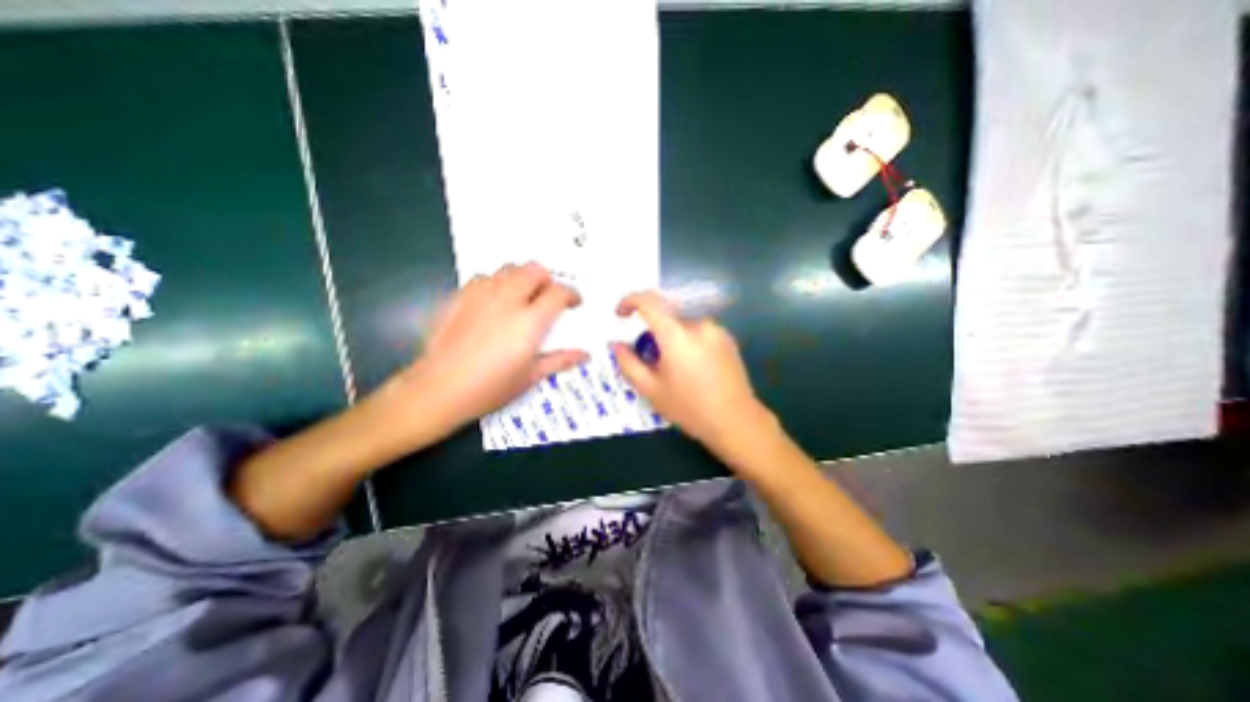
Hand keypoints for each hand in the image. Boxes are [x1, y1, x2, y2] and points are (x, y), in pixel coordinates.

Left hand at [397, 262, 590, 433]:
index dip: (571, 294)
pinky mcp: (460, 297)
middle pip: (534, 270)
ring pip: (509, 268)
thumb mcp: (530, 377)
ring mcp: (481, 296)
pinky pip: (483, 277)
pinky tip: (494, 300)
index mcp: (529, 322)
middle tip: (548, 296)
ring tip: (523, 295)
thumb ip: (559, 360)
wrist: (438, 390)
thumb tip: (584, 355)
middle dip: (548, 279)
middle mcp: (508, 301)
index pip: (558, 293)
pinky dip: (496, 282)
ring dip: (522, 277)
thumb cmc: (489, 388)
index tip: (574, 302)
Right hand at [614, 290, 776, 465]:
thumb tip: (615, 344)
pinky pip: (700, 332)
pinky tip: (695, 370)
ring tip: (677, 371)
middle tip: (653, 362)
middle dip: (654, 334)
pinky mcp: (728, 338)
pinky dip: (689, 343)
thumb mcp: (651, 390)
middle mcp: (698, 324)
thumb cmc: (689, 408)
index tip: (621, 314)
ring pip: (683, 326)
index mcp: (677, 334)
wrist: (736, 421)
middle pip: (667, 318)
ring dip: (673, 340)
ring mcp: (716, 330)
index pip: (649, 301)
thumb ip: (628, 363)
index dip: (630, 301)